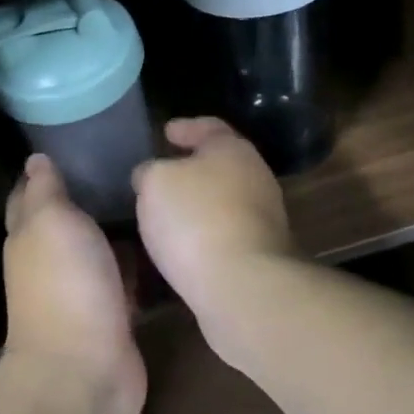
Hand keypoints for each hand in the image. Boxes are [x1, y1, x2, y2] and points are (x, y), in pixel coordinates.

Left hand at [2, 154, 146, 413]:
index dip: (46, 169)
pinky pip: (124, 275)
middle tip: (128, 160)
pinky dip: (137, 259)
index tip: (76, 141)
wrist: (86, 371)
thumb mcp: (51, 221)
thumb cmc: (66, 284)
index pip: (30, 192)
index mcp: (28, 234)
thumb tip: (35, 159)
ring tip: (151, 190)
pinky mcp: (112, 311)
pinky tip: (162, 237)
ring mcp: (82, 287)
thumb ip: (46, 190)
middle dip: (88, 192)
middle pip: (66, 217)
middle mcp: (50, 258)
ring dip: (116, 225)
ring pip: (98, 246)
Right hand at [132, 118, 295, 362]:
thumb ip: (150, 171)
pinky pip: (224, 232)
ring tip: (165, 212)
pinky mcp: (261, 255)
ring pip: (223, 200)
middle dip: (192, 167)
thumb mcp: (154, 181)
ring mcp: (263, 219)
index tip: (166, 132)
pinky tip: (182, 244)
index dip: (186, 127)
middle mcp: (256, 178)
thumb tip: (151, 177)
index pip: (210, 127)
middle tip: (162, 173)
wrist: (242, 286)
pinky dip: (203, 232)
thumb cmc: (195, 218)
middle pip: (221, 164)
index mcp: (233, 150)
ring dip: (198, 203)